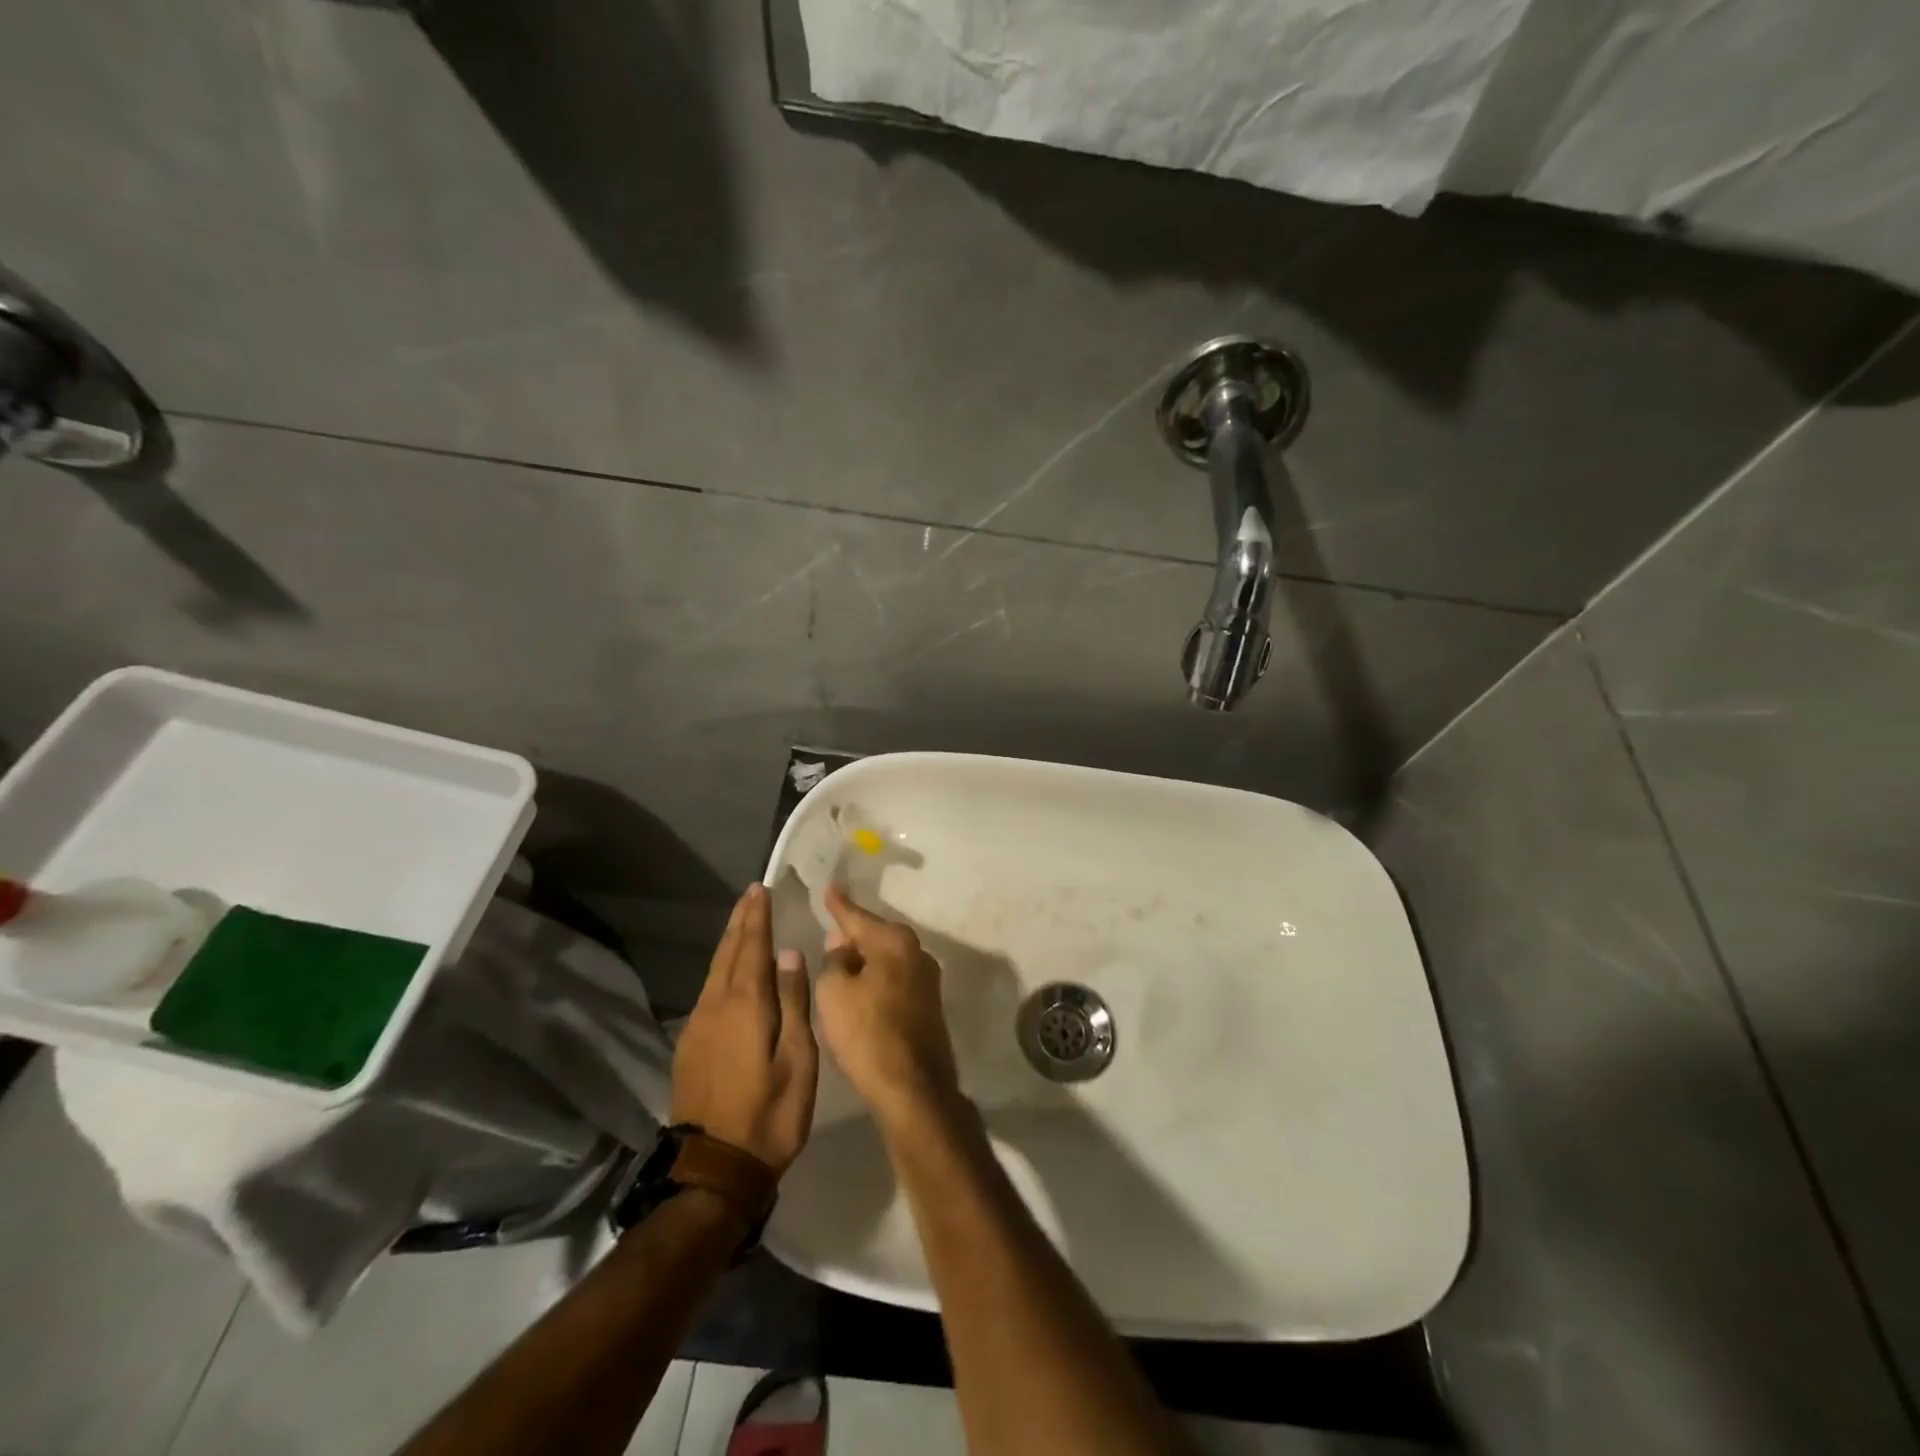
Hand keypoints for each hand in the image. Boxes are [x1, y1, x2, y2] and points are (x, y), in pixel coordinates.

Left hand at [670, 884, 817, 1173]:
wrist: (714, 1169)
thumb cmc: (770, 1114)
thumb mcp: (798, 1060)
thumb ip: (793, 1002)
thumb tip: (789, 954)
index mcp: (746, 1005)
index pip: (752, 948)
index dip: (757, 917)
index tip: (760, 889)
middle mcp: (716, 1006)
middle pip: (728, 952)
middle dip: (741, 922)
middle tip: (751, 894)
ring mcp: (698, 1026)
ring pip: (714, 970)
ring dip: (729, 942)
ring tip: (741, 922)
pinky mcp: (690, 1045)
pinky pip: (707, 989)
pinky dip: (721, 966)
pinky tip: (728, 969)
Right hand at [815, 884, 961, 1129]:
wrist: (912, 1086)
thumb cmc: (867, 1032)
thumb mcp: (834, 993)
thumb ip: (834, 961)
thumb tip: (842, 944)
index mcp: (895, 942)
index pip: (858, 917)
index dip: (839, 905)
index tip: (830, 888)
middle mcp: (917, 952)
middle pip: (878, 935)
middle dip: (854, 932)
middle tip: (831, 925)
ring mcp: (928, 980)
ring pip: (888, 958)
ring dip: (866, 958)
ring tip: (841, 957)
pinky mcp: (929, 1005)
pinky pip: (895, 978)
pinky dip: (877, 978)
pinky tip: (862, 986)